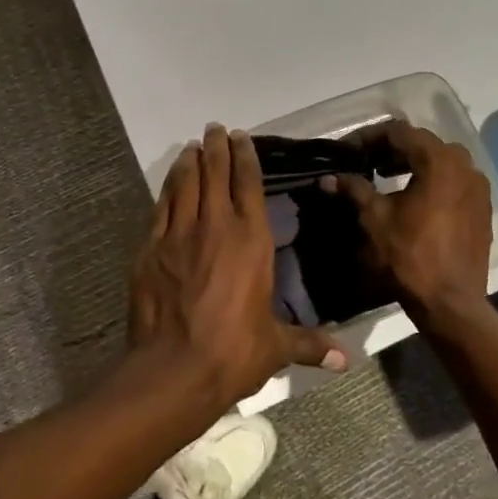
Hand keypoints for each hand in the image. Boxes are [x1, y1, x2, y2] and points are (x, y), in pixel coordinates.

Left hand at [128, 124, 346, 408]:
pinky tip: (171, 179)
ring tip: (193, 146)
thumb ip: (309, 344)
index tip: (241, 137)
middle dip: (216, 148)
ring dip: (191, 161)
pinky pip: (162, 206)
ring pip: (186, 184)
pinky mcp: (151, 247)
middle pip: (215, 174)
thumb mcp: (276, 347)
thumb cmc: (233, 352)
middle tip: (215, 129)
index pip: (248, 184)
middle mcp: (216, 225)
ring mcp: (180, 233)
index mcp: (251, 240)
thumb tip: (345, 361)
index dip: (245, 157)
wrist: (173, 369)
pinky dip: (168, 187)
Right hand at [324, 121, 492, 327]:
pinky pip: (455, 181)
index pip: (400, 132)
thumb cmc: (410, 256)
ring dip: (413, 163)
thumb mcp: (374, 219)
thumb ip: (353, 189)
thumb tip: (328, 178)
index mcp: (438, 161)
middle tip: (366, 162)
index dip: (370, 137)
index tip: (350, 150)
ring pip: (441, 161)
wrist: (451, 303)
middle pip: (423, 143)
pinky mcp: (483, 208)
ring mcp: (478, 187)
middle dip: (392, 149)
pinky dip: (433, 181)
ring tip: (387, 177)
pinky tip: (414, 198)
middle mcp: (464, 165)